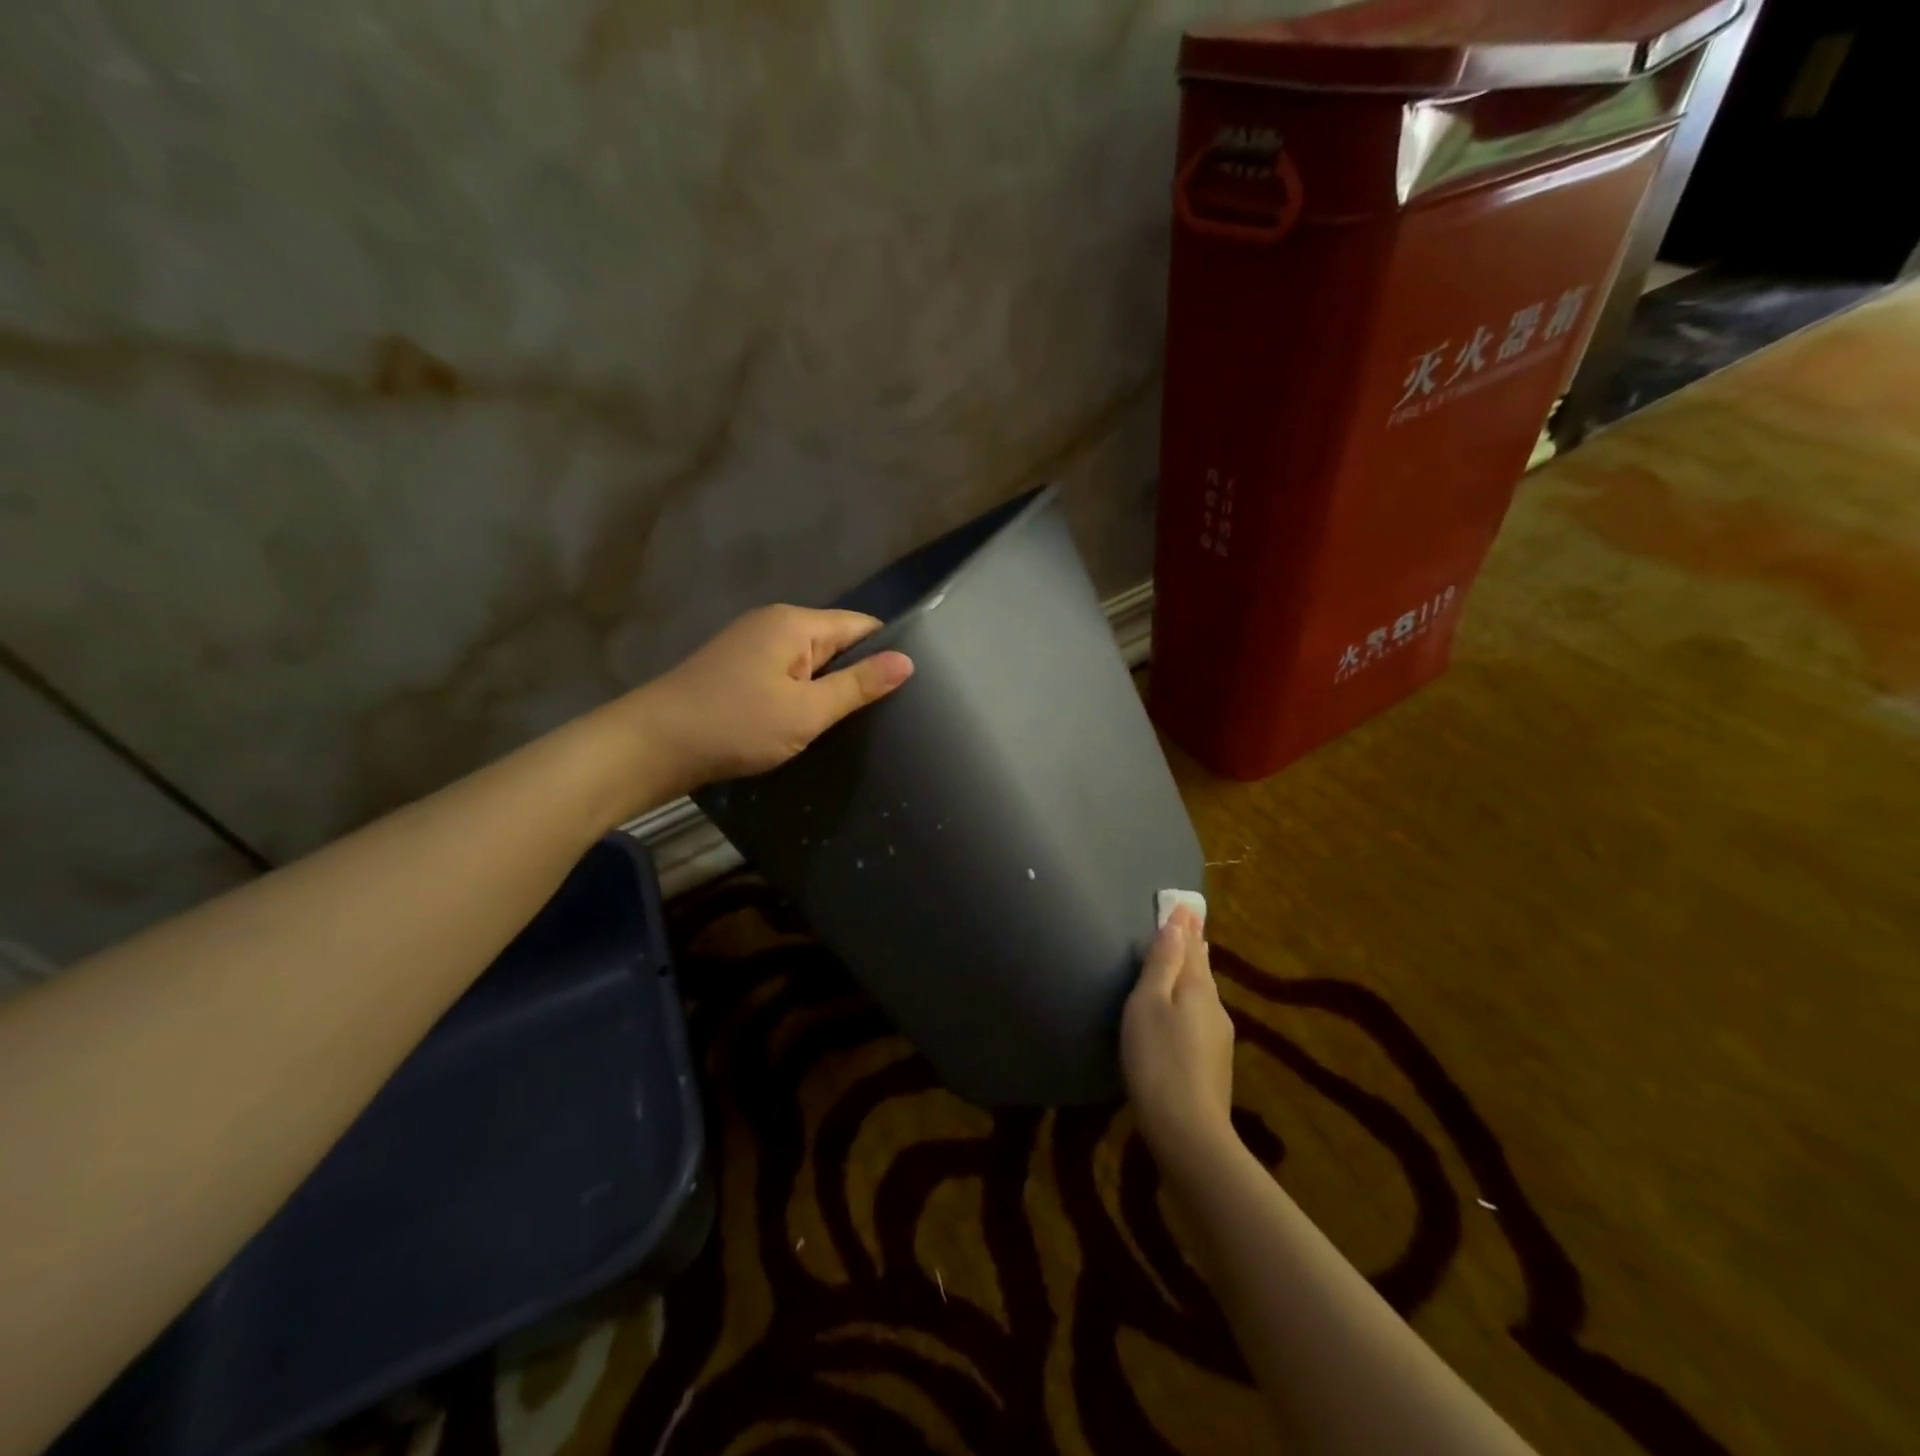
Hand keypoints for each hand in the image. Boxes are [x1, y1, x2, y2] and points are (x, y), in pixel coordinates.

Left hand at [633, 605, 912, 795]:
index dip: (887, 652)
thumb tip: (908, 661)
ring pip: (811, 661)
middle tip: (888, 714)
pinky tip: (811, 722)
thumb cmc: (735, 725)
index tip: (910, 689)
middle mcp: (774, 623)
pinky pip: (787, 674)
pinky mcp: (737, 669)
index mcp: (795, 623)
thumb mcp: (806, 711)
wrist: (652, 746)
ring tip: (857, 723)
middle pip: (836, 641)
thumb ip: (858, 686)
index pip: (861, 626)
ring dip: (830, 688)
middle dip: (859, 673)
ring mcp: (752, 645)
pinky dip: (803, 694)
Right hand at [1122, 907, 1236, 1162]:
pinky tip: (1184, 1010)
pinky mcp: (1214, 1064)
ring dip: (1193, 974)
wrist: (1188, 1132)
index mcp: (1198, 989)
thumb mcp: (1148, 1004)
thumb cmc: (1158, 1059)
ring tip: (1187, 960)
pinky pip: (1201, 1017)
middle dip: (1193, 947)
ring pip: (1203, 995)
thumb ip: (1162, 964)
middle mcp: (1214, 1008)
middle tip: (1188, 926)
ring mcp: (1218, 1038)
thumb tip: (1177, 924)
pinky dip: (1191, 1001)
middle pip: (1201, 969)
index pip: (1192, 947)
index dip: (1185, 926)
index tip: (1185, 904)